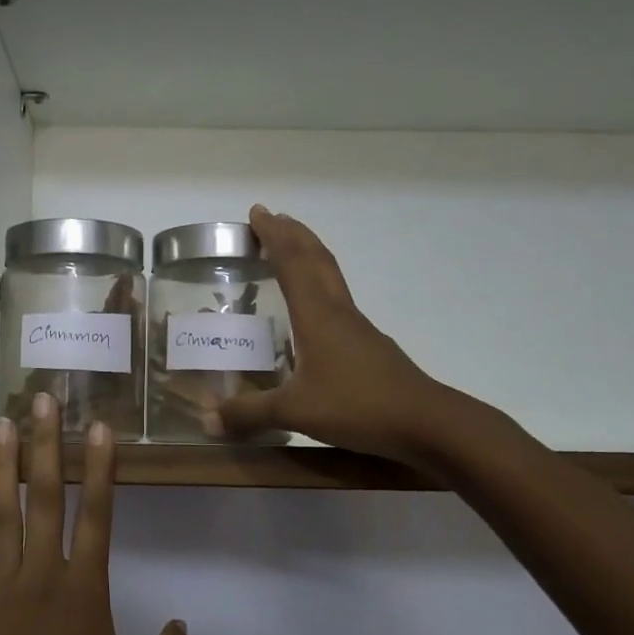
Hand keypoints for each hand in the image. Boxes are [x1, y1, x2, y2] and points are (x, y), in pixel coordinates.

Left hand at [0, 396, 192, 634]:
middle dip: (44, 443)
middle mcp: (42, 575)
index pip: (96, 514)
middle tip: (40, 400)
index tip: (98, 426)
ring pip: (2, 515)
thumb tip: (184, 628)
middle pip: (43, 496)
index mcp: (84, 588)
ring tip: (0, 426)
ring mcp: (0, 588)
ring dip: (3, 466)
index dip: (99, 467)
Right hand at [211, 206, 497, 464]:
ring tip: (291, 249)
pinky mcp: (368, 344)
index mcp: (317, 315)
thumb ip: (250, 413)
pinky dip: (319, 286)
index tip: (257, 212)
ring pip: (330, 277)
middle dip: (293, 235)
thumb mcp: (295, 411)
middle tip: (272, 218)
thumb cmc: (358, 406)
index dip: (273, 236)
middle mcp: (338, 311)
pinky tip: (313, 309)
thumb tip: (208, 421)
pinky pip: (337, 300)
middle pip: (316, 259)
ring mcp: (357, 327)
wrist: (425, 421)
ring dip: (309, 255)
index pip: (292, 263)